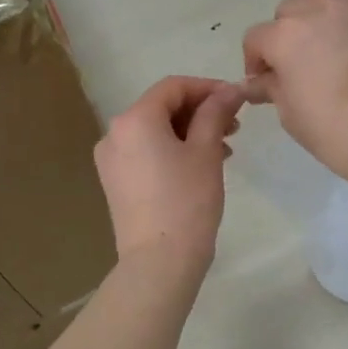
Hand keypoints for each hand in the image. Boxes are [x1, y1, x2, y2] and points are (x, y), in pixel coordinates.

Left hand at [94, 76, 243, 275]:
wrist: (159, 261)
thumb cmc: (187, 201)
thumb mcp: (206, 152)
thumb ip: (215, 113)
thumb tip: (229, 90)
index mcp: (134, 119)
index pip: (173, 87)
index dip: (208, 88)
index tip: (236, 100)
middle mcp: (114, 133)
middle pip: (161, 108)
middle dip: (200, 112)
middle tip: (234, 127)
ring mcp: (111, 160)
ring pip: (155, 132)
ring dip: (189, 133)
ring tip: (224, 150)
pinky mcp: (115, 182)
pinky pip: (146, 153)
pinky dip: (173, 151)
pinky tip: (199, 167)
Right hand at [242, 0, 347, 188]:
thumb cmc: (338, 132)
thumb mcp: (293, 116)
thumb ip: (272, 89)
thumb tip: (255, 81)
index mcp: (284, 37)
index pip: (256, 39)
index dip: (257, 62)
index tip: (266, 83)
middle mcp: (316, 9)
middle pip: (289, 11)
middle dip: (287, 35)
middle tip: (300, 63)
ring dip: (315, 3)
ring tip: (324, 26)